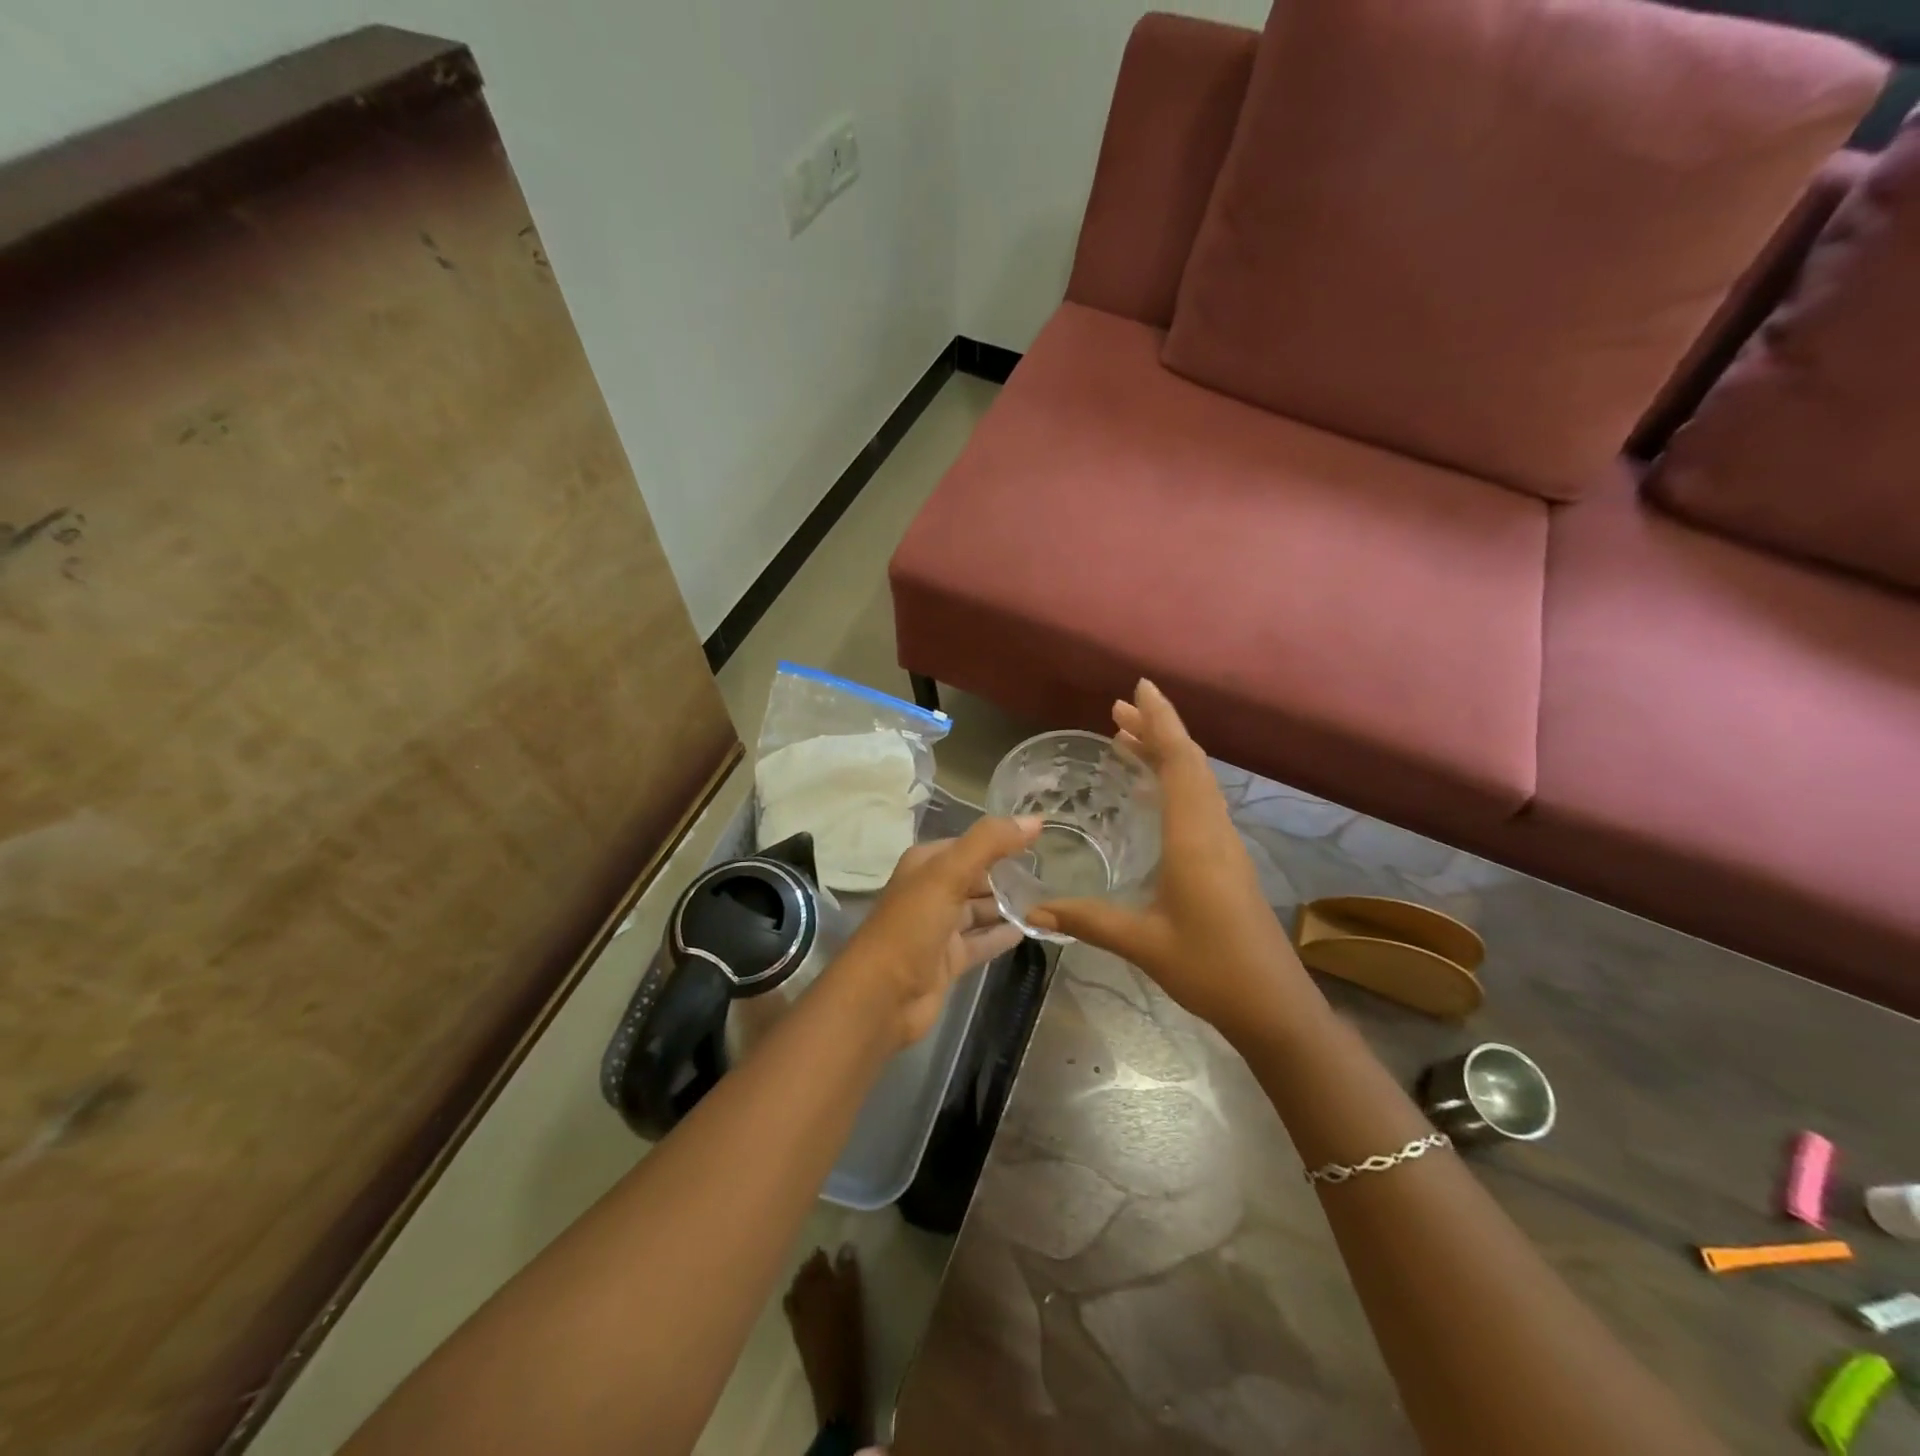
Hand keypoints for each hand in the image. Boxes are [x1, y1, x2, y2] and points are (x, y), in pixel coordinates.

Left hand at [828, 814, 1040, 1048]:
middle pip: (976, 877)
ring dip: (1009, 905)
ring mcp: (939, 928)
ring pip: (980, 910)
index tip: (1041, 840)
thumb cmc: (911, 927)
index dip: (1001, 840)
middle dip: (1008, 874)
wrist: (880, 997)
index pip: (970, 844)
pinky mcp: (948, 960)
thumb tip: (1036, 819)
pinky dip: (1002, 935)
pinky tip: (1031, 930)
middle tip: (1052, 872)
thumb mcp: (948, 875)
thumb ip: (990, 843)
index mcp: (925, 864)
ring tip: (1050, 900)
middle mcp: (931, 891)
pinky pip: (982, 941)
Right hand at [1027, 681, 1307, 1042]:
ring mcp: (1225, 845)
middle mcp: (1213, 830)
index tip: (1139, 688)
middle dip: (1157, 730)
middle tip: (1117, 711)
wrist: (1274, 1006)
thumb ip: (1087, 921)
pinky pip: (1200, 802)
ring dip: (1167, 754)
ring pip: (1198, 781)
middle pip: (1190, 763)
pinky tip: (1153, 794)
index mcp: (1194, 838)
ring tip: (1128, 740)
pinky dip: (1176, 781)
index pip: (1179, 762)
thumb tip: (1035, 910)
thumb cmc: (1211, 968)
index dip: (1160, 721)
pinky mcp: (1227, 861)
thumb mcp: (1142, 943)